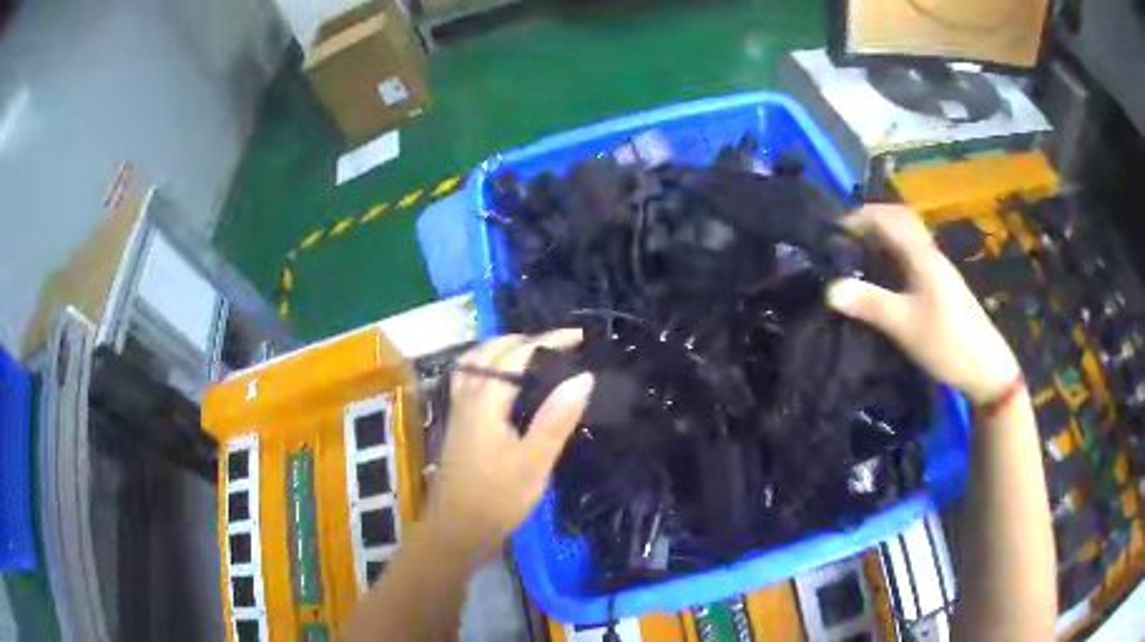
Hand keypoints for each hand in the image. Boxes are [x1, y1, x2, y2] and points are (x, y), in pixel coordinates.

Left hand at [427, 329, 594, 555]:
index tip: (580, 338)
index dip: (549, 340)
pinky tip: (505, 382)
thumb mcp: (534, 463)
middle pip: (491, 350)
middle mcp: (467, 396)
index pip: (518, 353)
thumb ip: (556, 418)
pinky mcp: (458, 422)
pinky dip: (489, 365)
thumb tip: (583, 376)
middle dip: (527, 339)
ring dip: (504, 348)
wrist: (456, 529)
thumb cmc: (497, 499)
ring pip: (475, 361)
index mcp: (486, 401)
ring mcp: (458, 408)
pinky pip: (470, 377)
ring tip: (534, 354)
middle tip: (561, 346)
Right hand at [826, 205, 1020, 404]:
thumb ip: (869, 303)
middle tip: (845, 237)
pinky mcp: (941, 285)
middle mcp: (930, 254)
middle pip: (900, 220)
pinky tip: (884, 276)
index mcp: (922, 255)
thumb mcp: (904, 325)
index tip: (833, 231)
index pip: (888, 218)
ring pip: (907, 238)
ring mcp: (938, 269)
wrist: (985, 367)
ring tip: (858, 253)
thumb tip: (829, 288)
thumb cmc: (946, 342)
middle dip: (871, 220)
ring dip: (883, 236)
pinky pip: (913, 256)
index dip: (859, 217)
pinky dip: (894, 254)